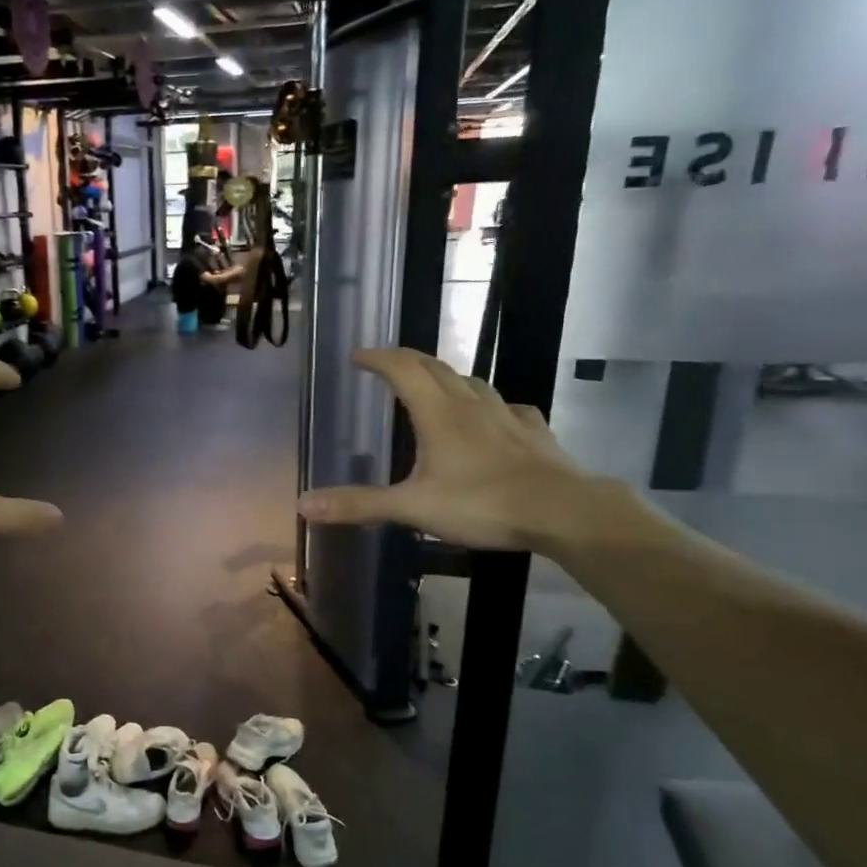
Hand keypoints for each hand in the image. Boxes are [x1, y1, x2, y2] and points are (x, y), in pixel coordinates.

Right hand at [296, 348, 598, 552]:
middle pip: (436, 367)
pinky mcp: (534, 433)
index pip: (402, 369)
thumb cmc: (482, 504)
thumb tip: (303, 505)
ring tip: (435, 386)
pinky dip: (491, 405)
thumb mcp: (412, 508)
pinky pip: (509, 407)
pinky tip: (495, 417)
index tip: (358, 355)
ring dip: (448, 378)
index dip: (378, 358)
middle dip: (408, 361)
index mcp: (438, 413)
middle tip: (388, 364)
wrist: (563, 511)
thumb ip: (359, 504)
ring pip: (473, 383)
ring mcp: (507, 415)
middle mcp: (471, 404)